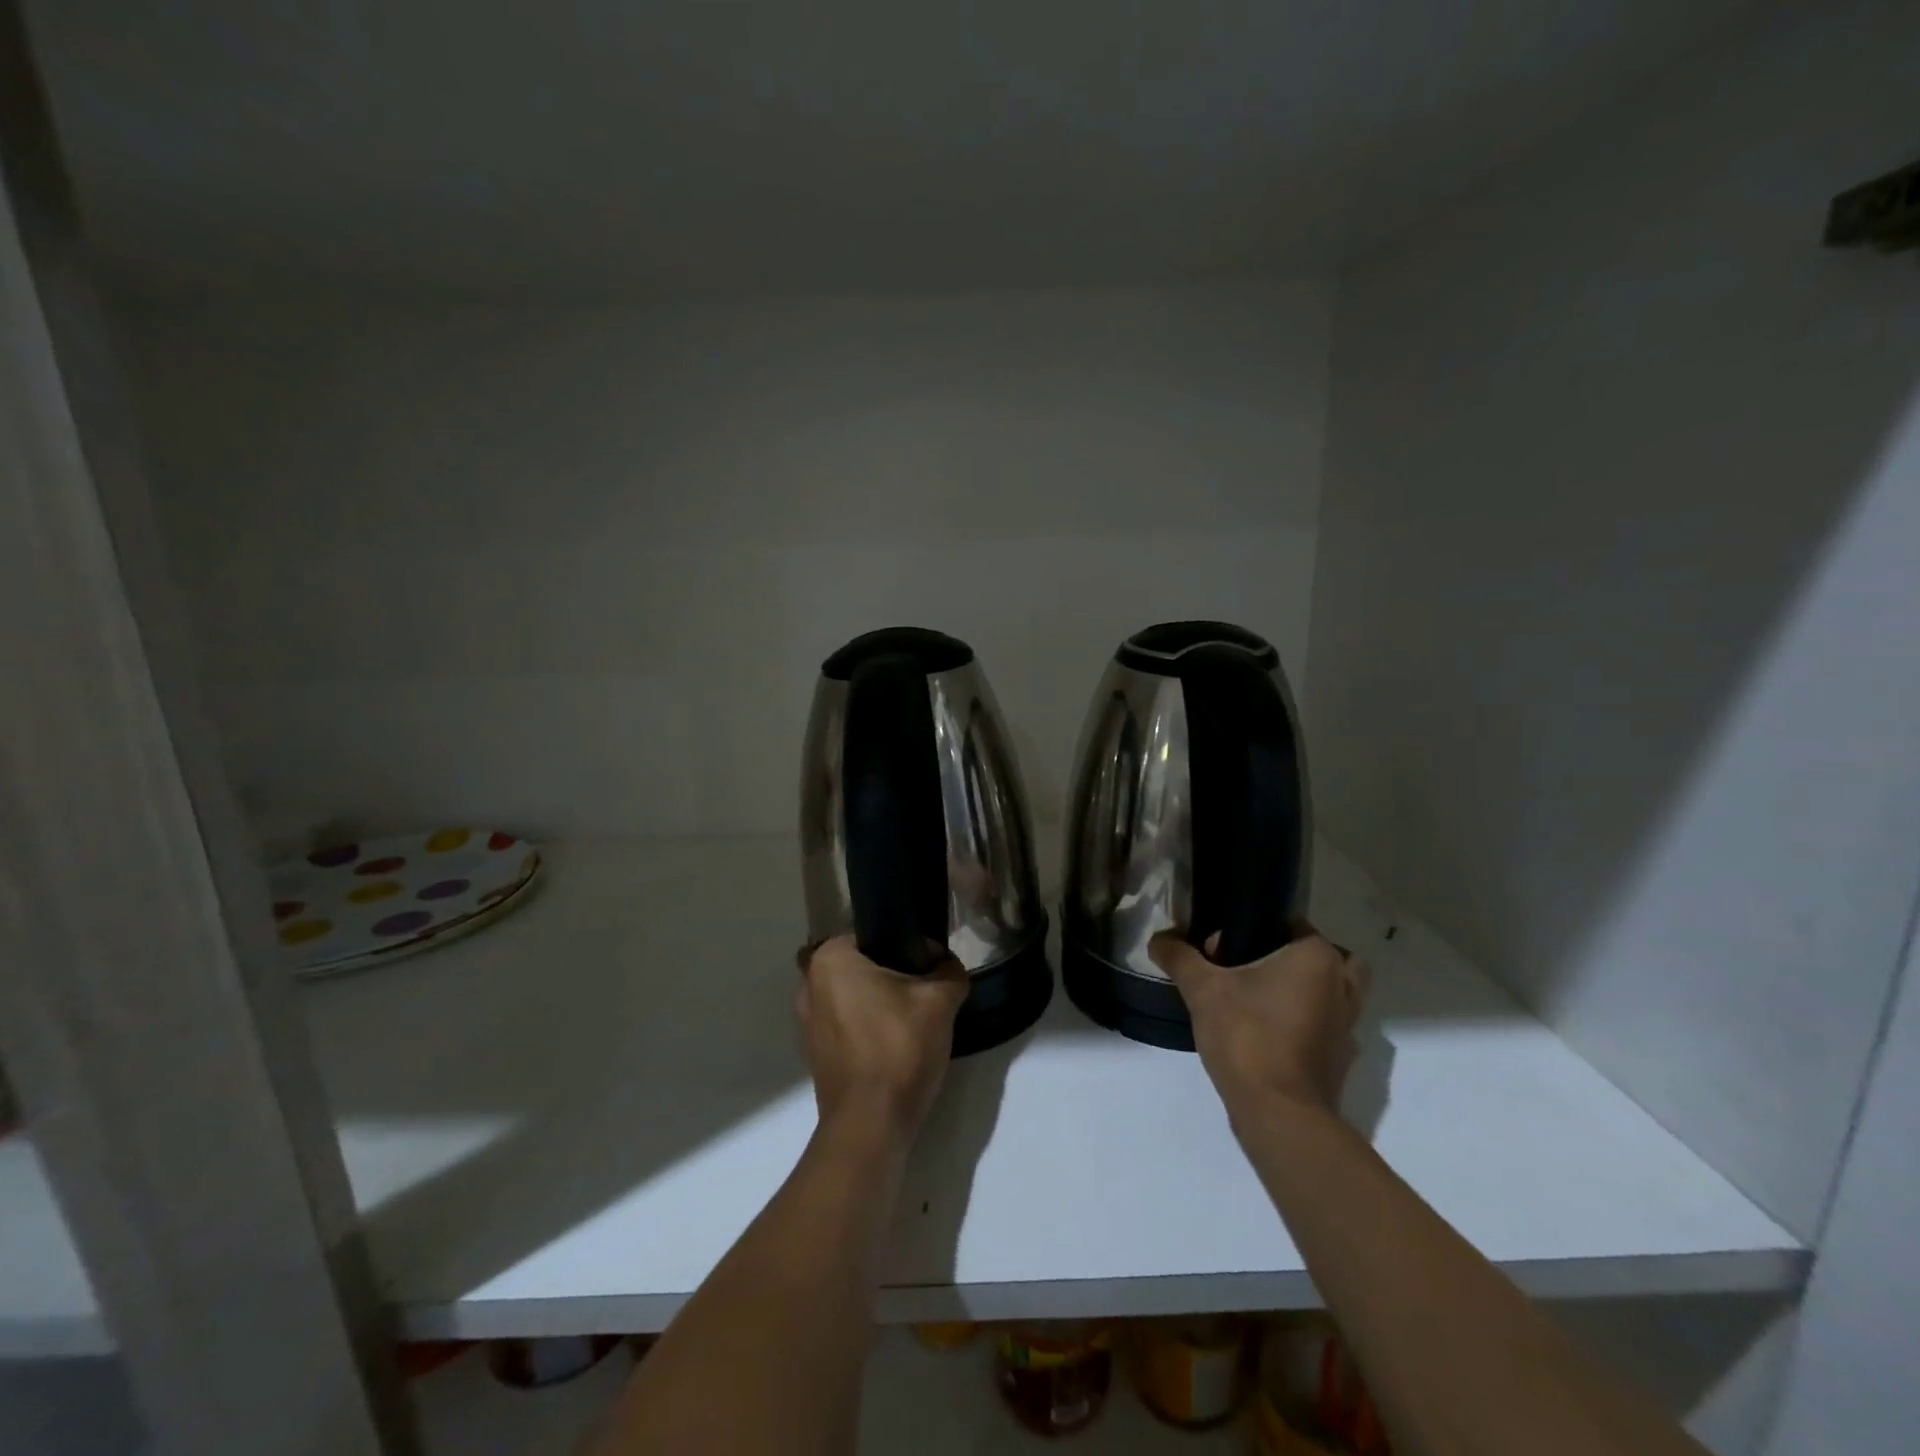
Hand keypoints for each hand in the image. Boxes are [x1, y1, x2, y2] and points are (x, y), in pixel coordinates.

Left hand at [797, 935, 968, 1151]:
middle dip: (893, 973)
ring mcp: (808, 1023)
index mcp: (831, 959)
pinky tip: (897, 1043)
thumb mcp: (939, 1001)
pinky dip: (869, 1028)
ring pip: (855, 996)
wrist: (870, 1124)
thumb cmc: (898, 1047)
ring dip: (881, 1003)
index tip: (930, 963)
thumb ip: (948, 971)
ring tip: (914, 1018)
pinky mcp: (816, 1054)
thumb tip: (945, 963)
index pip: (874, 933)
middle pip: (863, 965)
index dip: (907, 944)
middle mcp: (810, 984)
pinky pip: (848, 1025)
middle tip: (926, 988)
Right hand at [1150, 926, 1368, 1122]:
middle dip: (1286, 957)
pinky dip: (1303, 1021)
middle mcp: (1342, 984)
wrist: (1279, 1114)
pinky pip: (1324, 1023)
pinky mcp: (1341, 1057)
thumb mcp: (1202, 989)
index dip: (1252, 929)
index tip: (1220, 949)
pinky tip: (1267, 1031)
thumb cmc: (1247, 1036)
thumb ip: (1179, 957)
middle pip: (1317, 956)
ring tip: (1255, 999)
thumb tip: (1158, 938)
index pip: (1290, 923)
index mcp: (1317, 957)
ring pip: (1327, 990)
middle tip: (1246, 968)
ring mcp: (1348, 1025)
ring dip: (1299, 989)